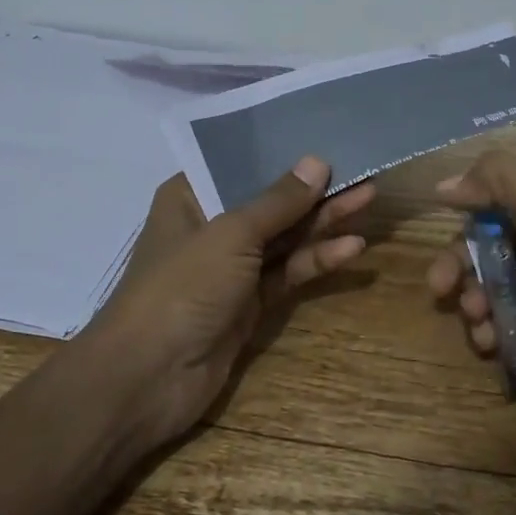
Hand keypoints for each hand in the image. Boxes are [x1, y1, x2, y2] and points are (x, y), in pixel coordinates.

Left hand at [84, 156, 375, 443]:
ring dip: (323, 220)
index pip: (242, 162)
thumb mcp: (232, 234)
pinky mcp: (249, 302)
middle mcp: (211, 224)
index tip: (324, 134)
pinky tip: (352, 248)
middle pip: (270, 199)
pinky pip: (288, 271)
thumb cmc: (182, 287)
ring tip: (368, 197)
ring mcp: (231, 266)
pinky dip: (317, 259)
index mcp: (191, 195)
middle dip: (314, 188)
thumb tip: (317, 161)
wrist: (146, 380)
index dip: (283, 150)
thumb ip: (278, 200)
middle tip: (361, 169)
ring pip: (285, 235)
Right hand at [426, 150, 515, 456]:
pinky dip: (484, 333)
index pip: (490, 201)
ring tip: (478, 318)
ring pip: (480, 289)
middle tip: (440, 286)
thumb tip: (446, 185)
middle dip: (454, 263)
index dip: (464, 207)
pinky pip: (492, 330)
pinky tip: (491, 344)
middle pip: (477, 247)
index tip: (440, 220)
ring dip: (468, 301)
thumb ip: (500, 178)